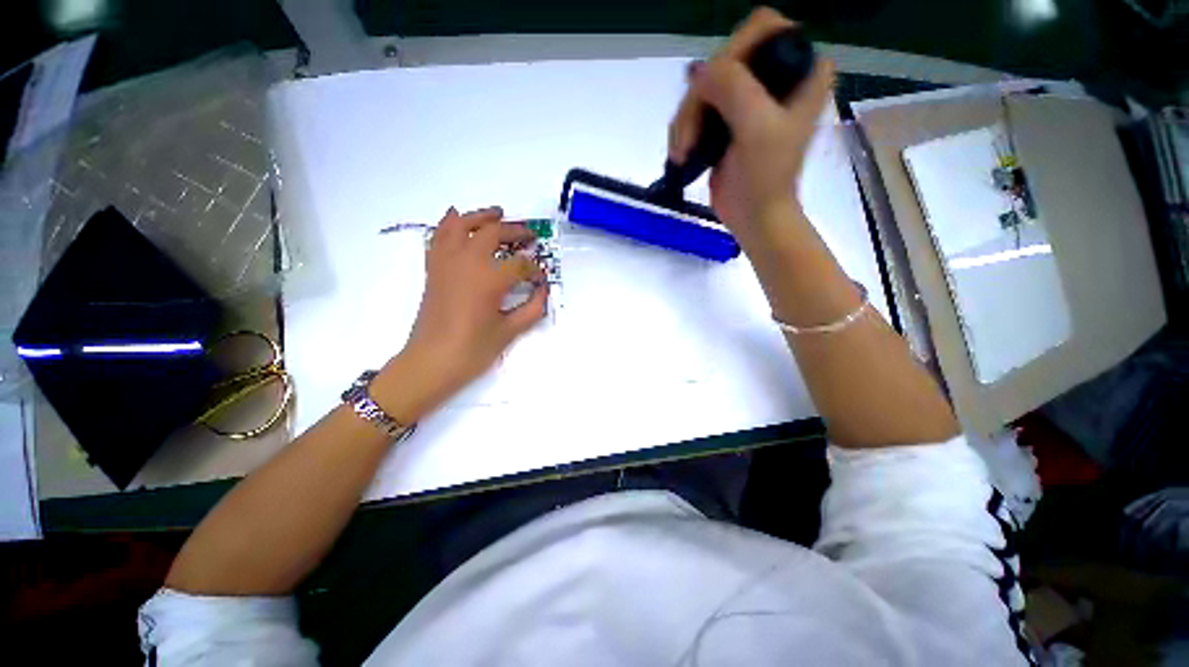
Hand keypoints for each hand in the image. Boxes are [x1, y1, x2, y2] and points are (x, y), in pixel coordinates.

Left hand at [373, 206, 546, 422]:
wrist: (431, 362)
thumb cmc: (473, 350)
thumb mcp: (510, 331)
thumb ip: (532, 308)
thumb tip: (543, 291)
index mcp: (489, 279)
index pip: (520, 265)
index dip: (534, 270)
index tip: (541, 279)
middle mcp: (466, 262)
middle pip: (492, 234)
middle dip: (514, 231)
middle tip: (529, 235)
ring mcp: (446, 263)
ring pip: (461, 225)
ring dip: (481, 217)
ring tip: (497, 214)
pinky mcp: (434, 269)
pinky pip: (439, 237)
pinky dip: (449, 224)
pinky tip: (456, 218)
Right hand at [668, 7, 834, 237]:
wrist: (753, 217)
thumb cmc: (765, 178)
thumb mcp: (757, 130)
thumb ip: (734, 88)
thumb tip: (698, 72)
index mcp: (802, 68)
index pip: (761, 29)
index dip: (732, 54)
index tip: (712, 93)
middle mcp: (777, 74)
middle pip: (725, 59)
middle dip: (699, 99)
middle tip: (687, 139)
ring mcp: (750, 97)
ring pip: (705, 84)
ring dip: (686, 119)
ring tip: (681, 153)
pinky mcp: (728, 119)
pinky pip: (698, 107)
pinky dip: (684, 128)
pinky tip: (681, 151)